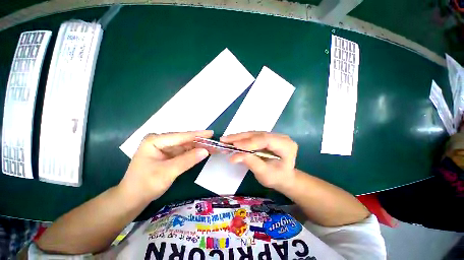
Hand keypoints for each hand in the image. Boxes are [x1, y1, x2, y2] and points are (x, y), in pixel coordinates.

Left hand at [118, 130, 211, 203]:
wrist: (132, 199)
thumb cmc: (145, 185)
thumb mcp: (168, 172)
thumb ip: (187, 160)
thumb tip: (206, 151)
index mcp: (155, 140)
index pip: (181, 136)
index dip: (198, 135)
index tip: (212, 133)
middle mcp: (160, 140)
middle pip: (184, 140)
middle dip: (199, 142)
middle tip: (214, 142)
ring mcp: (164, 147)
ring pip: (185, 146)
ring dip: (198, 147)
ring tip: (212, 147)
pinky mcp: (168, 154)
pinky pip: (183, 152)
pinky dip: (193, 153)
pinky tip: (202, 152)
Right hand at [220, 131, 297, 190]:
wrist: (282, 176)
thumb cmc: (277, 178)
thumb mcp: (265, 174)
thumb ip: (252, 163)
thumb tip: (235, 156)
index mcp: (286, 146)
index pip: (266, 140)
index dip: (250, 142)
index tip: (235, 146)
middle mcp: (280, 137)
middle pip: (257, 134)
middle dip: (240, 138)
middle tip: (224, 140)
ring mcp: (272, 135)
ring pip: (253, 134)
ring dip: (238, 137)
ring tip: (225, 140)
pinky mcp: (265, 137)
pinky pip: (251, 136)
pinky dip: (240, 139)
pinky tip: (231, 141)